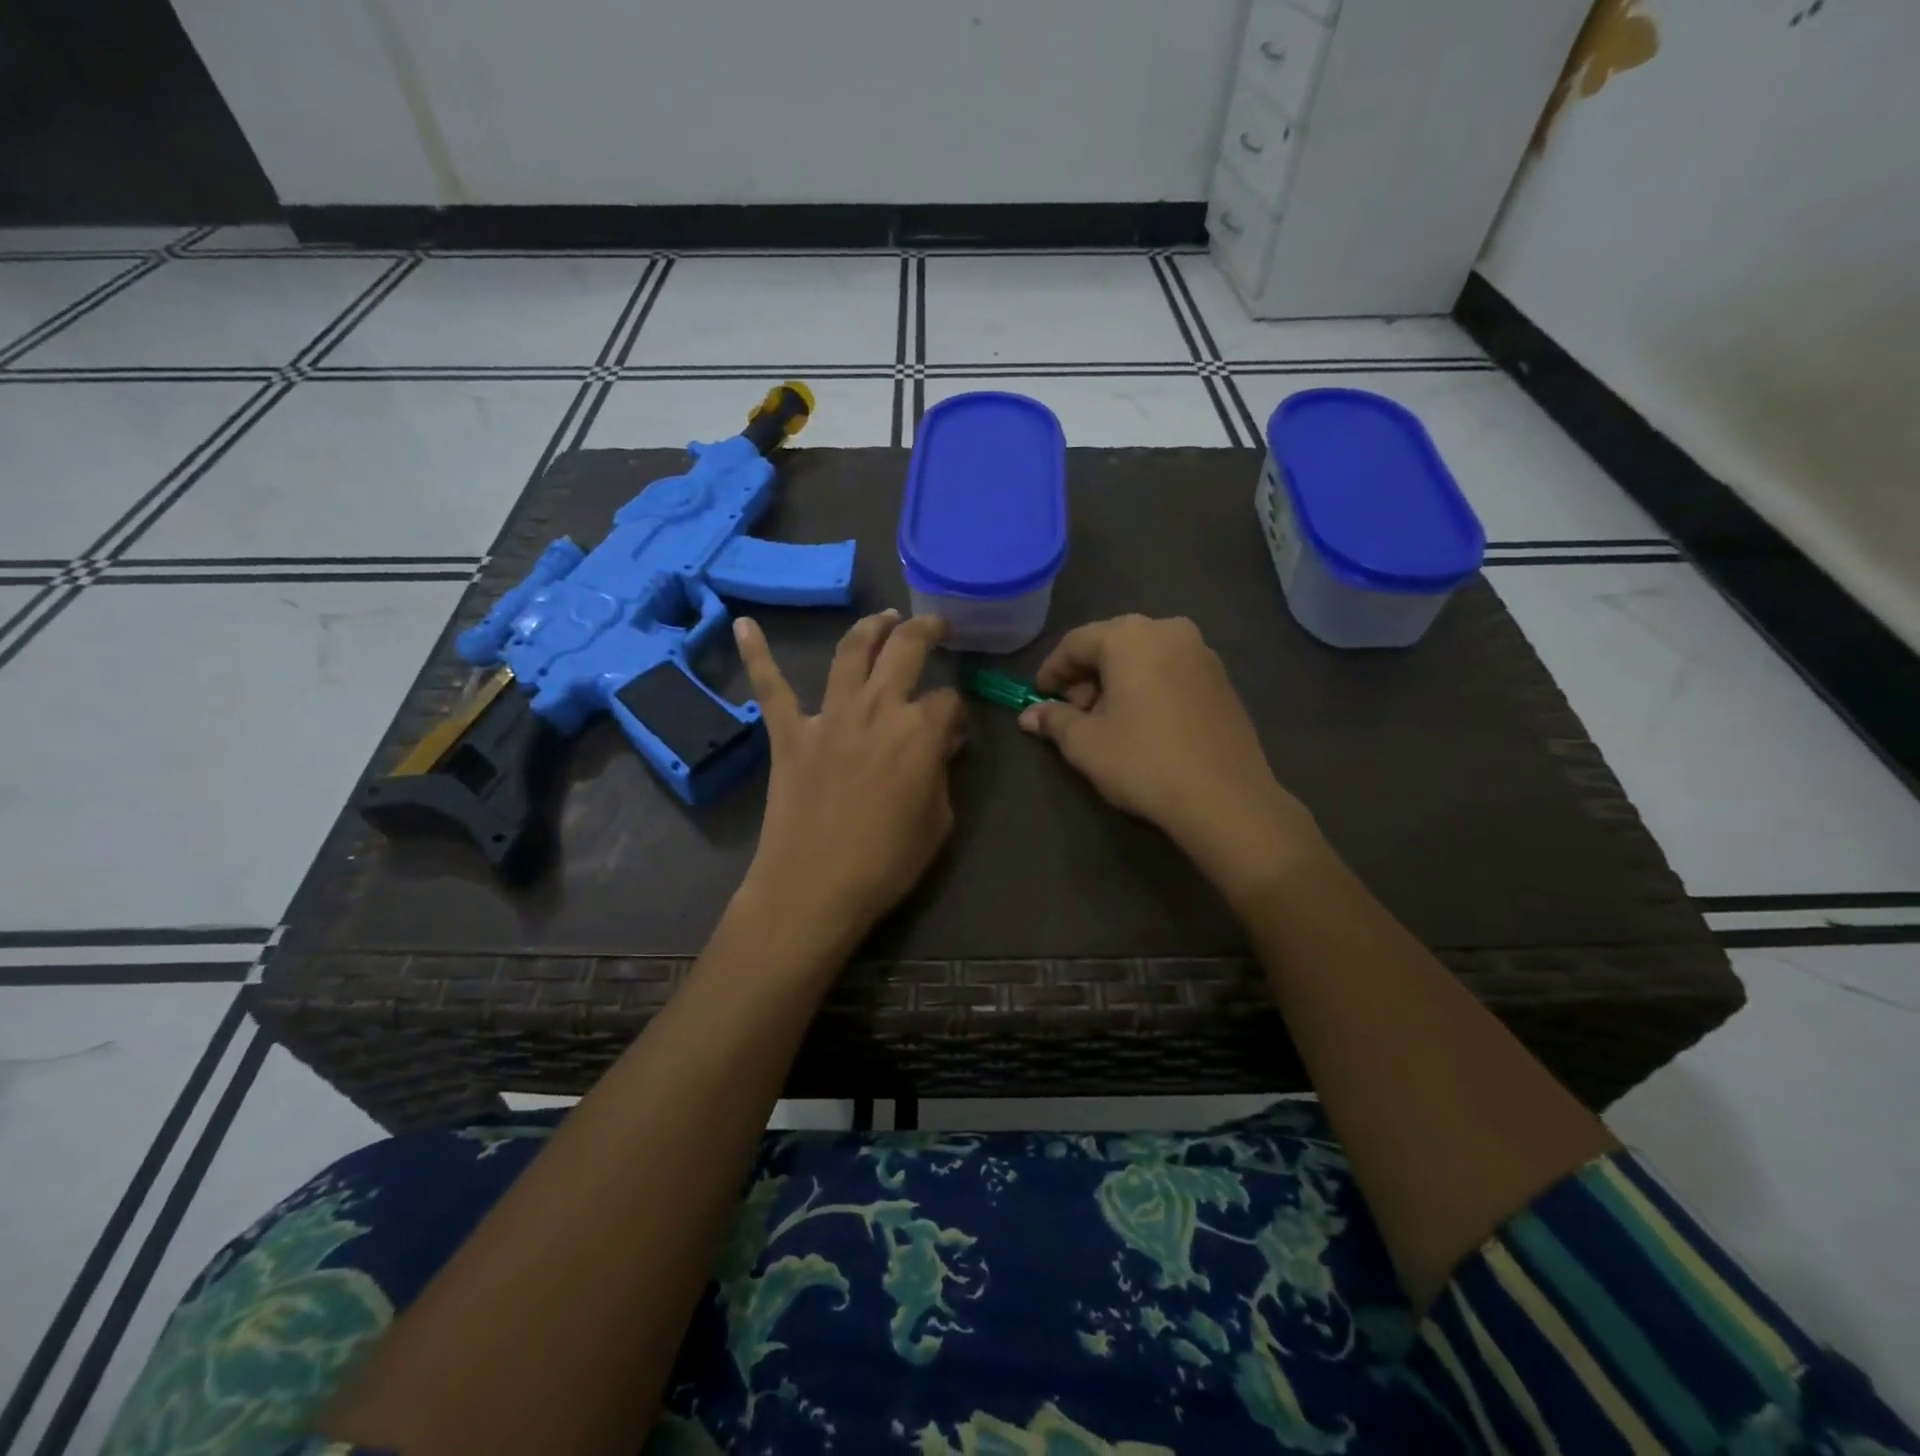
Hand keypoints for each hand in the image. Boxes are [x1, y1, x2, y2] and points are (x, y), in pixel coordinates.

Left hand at [734, 610, 965, 948]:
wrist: (815, 886)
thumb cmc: (886, 861)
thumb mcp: (938, 821)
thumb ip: (940, 774)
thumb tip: (937, 747)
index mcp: (919, 731)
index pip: (948, 701)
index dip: (957, 713)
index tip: (955, 732)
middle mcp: (877, 709)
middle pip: (905, 651)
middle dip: (925, 631)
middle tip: (934, 624)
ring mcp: (829, 716)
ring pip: (850, 653)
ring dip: (870, 628)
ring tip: (884, 616)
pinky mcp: (789, 733)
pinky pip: (772, 687)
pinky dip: (757, 655)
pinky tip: (744, 625)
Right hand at [1019, 615, 1321, 897]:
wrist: (1225, 799)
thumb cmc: (1144, 762)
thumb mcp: (1085, 743)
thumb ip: (1054, 720)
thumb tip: (1029, 716)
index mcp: (1131, 636)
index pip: (1075, 643)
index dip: (1051, 671)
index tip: (1038, 699)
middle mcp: (1169, 630)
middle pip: (1111, 645)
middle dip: (1086, 677)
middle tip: (1074, 715)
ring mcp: (1202, 653)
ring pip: (1143, 658)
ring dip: (1117, 683)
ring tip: (1107, 723)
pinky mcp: (1222, 679)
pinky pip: (1170, 672)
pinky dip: (1147, 688)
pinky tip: (1143, 725)